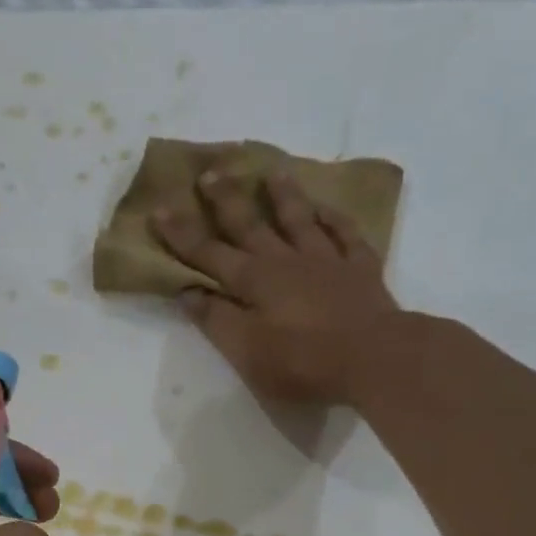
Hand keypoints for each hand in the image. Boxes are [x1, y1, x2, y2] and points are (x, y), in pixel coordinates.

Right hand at [151, 168, 398, 404]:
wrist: (375, 360)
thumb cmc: (302, 363)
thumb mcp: (247, 352)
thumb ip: (217, 320)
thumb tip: (189, 292)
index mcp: (254, 282)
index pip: (209, 254)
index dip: (182, 235)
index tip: (160, 209)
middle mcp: (286, 262)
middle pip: (251, 226)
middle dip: (227, 201)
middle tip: (210, 172)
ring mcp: (327, 261)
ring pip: (299, 220)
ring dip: (283, 197)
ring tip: (272, 172)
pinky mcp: (361, 270)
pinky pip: (346, 235)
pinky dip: (334, 219)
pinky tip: (326, 208)